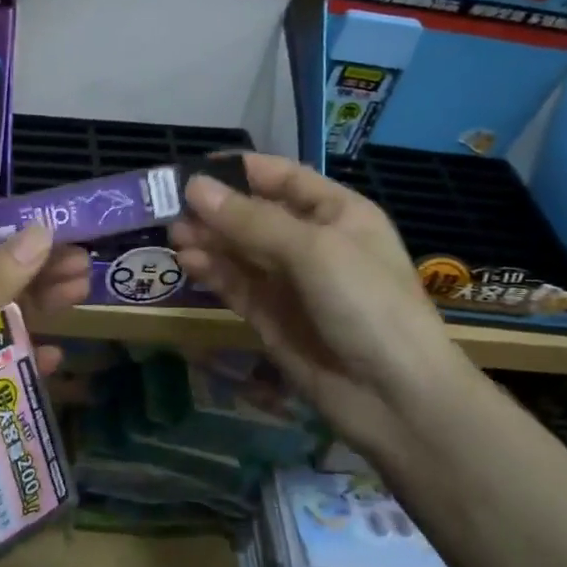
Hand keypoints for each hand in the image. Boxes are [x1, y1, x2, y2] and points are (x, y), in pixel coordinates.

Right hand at [168, 154, 465, 421]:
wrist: (396, 398)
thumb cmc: (366, 303)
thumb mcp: (313, 249)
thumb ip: (249, 220)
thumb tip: (193, 187)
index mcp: (337, 213)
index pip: (283, 178)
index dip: (241, 170)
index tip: (193, 168)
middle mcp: (313, 243)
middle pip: (255, 215)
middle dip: (215, 209)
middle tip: (170, 206)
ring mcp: (291, 283)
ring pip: (240, 251)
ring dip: (208, 240)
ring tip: (174, 234)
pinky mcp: (271, 318)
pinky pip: (237, 285)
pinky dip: (213, 272)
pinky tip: (188, 262)